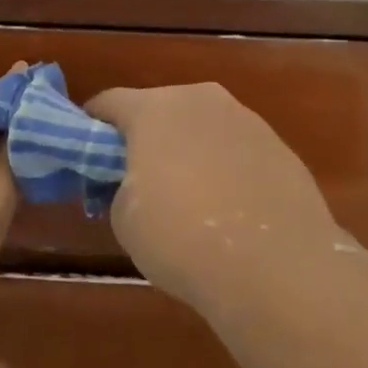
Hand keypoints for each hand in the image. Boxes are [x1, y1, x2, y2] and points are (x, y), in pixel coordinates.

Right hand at [85, 83, 339, 313]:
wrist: (275, 268)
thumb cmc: (180, 237)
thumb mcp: (124, 217)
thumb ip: (120, 187)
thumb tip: (138, 185)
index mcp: (154, 108)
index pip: (108, 103)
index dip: (91, 128)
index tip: (86, 158)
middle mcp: (201, 100)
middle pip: (160, 109)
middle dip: (144, 138)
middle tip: (136, 180)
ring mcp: (247, 121)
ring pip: (202, 128)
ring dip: (188, 152)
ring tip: (189, 200)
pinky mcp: (281, 148)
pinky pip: (237, 152)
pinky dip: (226, 170)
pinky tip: (228, 212)